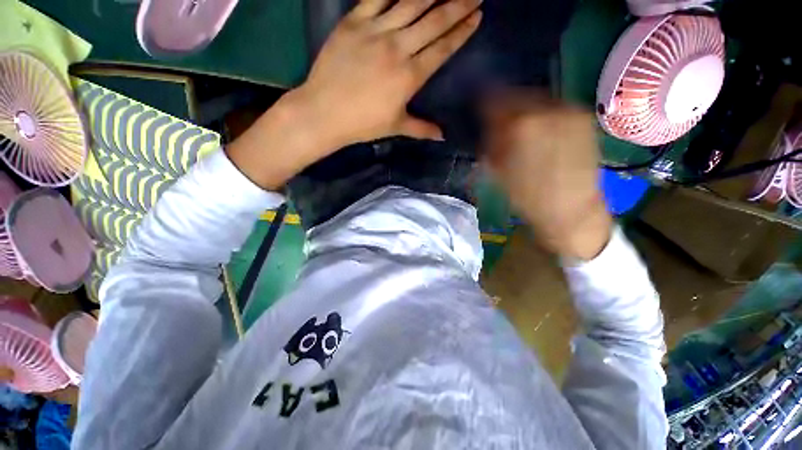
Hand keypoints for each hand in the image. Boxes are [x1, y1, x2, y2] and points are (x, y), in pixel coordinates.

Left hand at [227, 0, 482, 189]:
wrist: (324, 112)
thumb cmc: (363, 124)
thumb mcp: (396, 127)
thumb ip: (422, 129)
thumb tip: (443, 136)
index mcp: (410, 77)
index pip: (442, 48)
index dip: (461, 31)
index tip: (476, 16)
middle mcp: (397, 48)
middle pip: (434, 20)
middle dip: (457, 5)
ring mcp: (375, 31)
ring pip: (410, 2)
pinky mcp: (353, 22)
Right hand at [483, 94, 612, 260]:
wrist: (569, 208)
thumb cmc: (525, 195)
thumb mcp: (495, 170)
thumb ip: (488, 141)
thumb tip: (485, 123)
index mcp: (518, 125)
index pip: (493, 99)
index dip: (483, 103)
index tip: (478, 108)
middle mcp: (545, 109)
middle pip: (516, 93)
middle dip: (503, 104)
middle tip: (497, 117)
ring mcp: (568, 110)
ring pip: (536, 97)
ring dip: (523, 107)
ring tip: (519, 124)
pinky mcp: (583, 116)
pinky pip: (554, 106)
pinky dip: (542, 113)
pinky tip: (540, 129)